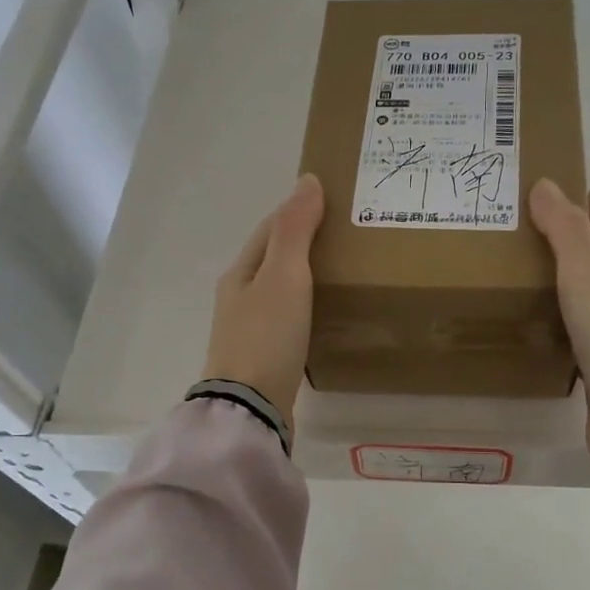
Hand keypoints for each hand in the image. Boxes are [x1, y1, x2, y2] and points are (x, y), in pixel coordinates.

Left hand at [202, 175, 324, 428]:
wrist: (251, 408)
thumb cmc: (266, 336)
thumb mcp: (284, 275)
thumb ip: (295, 230)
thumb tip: (306, 181)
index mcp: (241, 272)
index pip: (271, 229)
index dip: (298, 212)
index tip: (335, 203)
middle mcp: (240, 297)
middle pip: (274, 260)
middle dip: (305, 244)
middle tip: (350, 238)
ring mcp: (250, 330)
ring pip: (282, 290)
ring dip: (307, 277)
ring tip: (346, 272)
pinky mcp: (265, 357)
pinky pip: (289, 319)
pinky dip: (308, 307)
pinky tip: (327, 314)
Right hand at [529, 179, 589, 472]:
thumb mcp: (588, 275)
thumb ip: (566, 231)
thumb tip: (547, 184)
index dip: (589, 205)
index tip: (561, 186)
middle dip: (573, 241)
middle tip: (527, 228)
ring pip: (586, 299)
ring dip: (562, 284)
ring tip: (521, 274)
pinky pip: (574, 336)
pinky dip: (556, 325)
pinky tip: (534, 329)